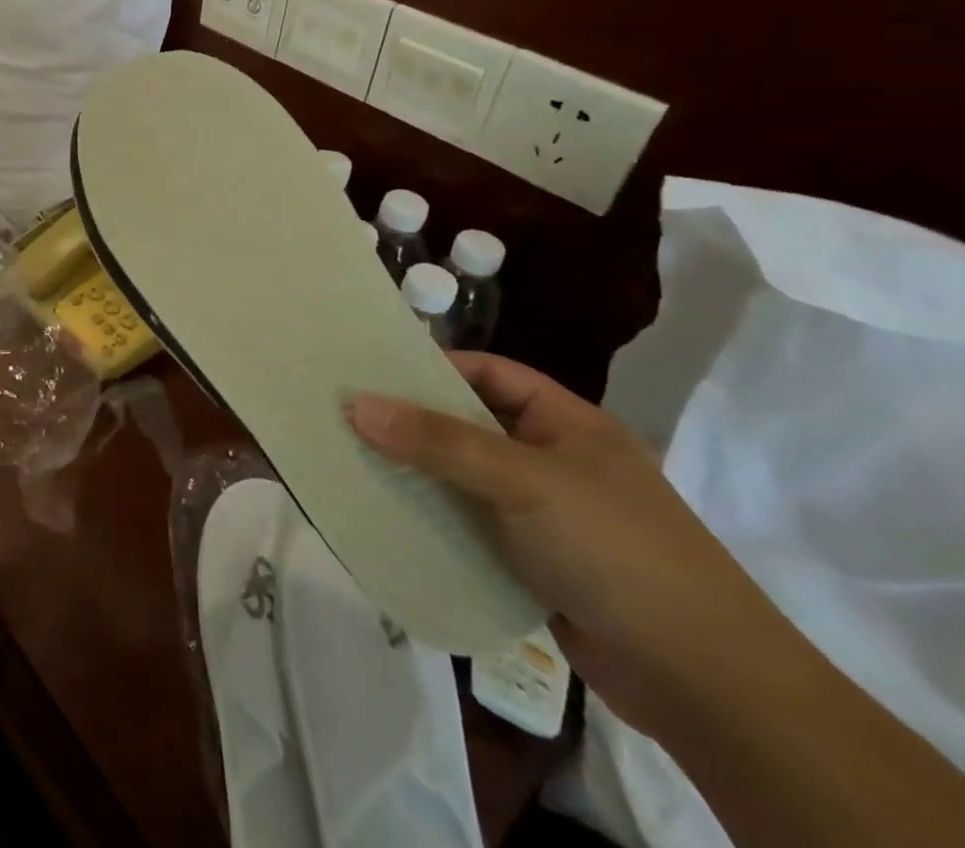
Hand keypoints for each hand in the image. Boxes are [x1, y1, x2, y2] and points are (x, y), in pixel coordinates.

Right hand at [349, 352, 778, 737]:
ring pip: (464, 480)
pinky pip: (469, 528)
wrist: (706, 686)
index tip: (370, 370)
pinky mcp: (534, 565)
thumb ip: (438, 441)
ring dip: (416, 475)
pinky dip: (433, 521)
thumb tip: (356, 403)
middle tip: (345, 415)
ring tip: (351, 462)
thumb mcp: (523, 481)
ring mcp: (544, 517)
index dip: (433, 366)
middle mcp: (554, 462)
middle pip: (469, 426)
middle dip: (411, 422)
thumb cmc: (617, 551)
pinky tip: (388, 519)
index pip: (489, 373)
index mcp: (568, 424)